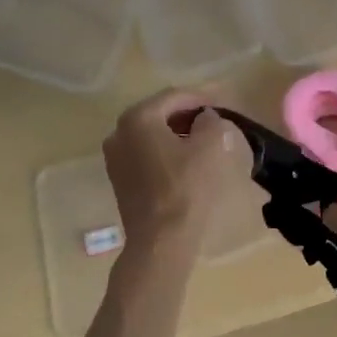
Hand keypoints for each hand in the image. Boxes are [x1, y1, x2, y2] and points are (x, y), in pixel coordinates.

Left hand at [102, 89, 248, 252]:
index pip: (174, 96)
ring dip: (176, 132)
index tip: (222, 104)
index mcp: (138, 118)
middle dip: (187, 114)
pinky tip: (185, 161)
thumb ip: (211, 122)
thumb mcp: (209, 147)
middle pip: (159, 113)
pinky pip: (144, 154)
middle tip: (213, 120)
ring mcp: (115, 157)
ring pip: (150, 134)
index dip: (201, 97)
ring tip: (203, 140)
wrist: (160, 240)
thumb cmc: (185, 188)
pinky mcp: (119, 179)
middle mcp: (119, 132)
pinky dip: (164, 151)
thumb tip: (207, 119)